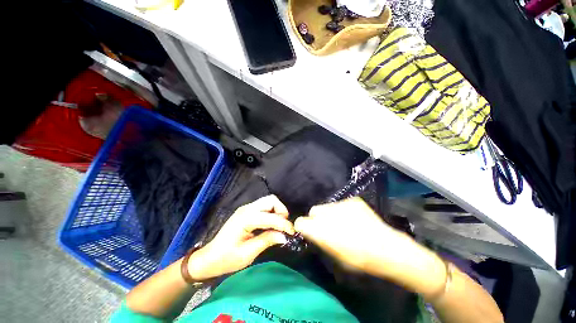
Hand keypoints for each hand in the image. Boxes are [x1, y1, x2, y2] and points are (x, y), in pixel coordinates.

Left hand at [187, 195, 293, 280]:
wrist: (210, 258)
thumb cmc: (227, 258)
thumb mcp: (248, 253)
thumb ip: (267, 240)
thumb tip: (285, 236)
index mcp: (245, 218)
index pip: (270, 216)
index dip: (284, 224)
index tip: (292, 233)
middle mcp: (247, 208)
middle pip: (271, 200)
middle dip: (281, 211)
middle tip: (284, 227)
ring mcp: (246, 208)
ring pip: (269, 201)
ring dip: (277, 211)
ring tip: (279, 226)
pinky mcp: (247, 211)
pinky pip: (264, 206)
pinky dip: (272, 213)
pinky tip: (272, 225)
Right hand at [294, 197, 446, 296]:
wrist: (388, 249)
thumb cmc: (359, 259)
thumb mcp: (334, 255)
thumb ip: (320, 240)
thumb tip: (313, 232)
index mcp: (320, 229)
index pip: (300, 221)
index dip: (303, 226)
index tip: (309, 230)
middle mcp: (327, 212)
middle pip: (314, 210)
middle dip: (317, 218)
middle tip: (328, 227)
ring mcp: (341, 203)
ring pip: (328, 206)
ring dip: (331, 214)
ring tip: (345, 223)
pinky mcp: (353, 200)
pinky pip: (342, 204)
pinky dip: (344, 210)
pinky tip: (356, 219)